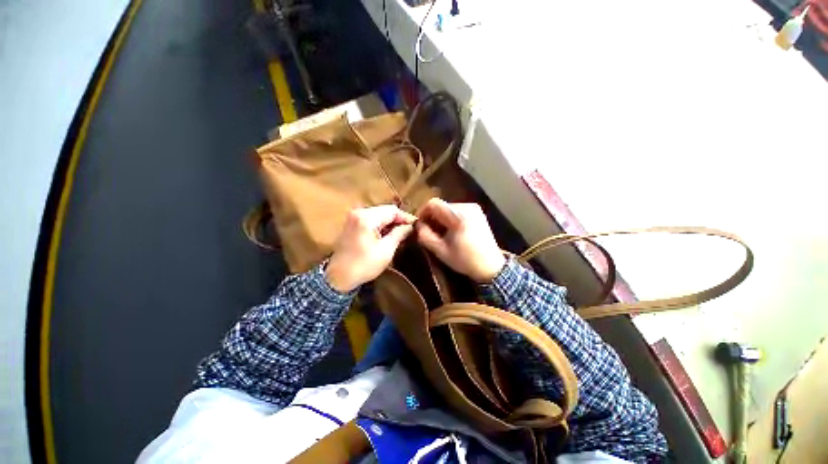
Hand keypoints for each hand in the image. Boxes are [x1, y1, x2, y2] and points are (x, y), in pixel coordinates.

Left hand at [326, 205, 416, 291]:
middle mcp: (359, 212)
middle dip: (398, 220)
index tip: (416, 226)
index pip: (392, 210)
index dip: (406, 217)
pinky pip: (371, 220)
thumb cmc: (364, 264)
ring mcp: (353, 217)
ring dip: (390, 223)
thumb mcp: (386, 250)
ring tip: (401, 233)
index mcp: (367, 217)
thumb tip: (410, 227)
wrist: (338, 277)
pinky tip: (389, 234)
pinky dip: (381, 225)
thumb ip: (399, 234)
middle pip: (385, 210)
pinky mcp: (352, 224)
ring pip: (379, 215)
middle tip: (410, 230)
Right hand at [416, 198, 505, 281]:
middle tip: (430, 232)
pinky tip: (452, 232)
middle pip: (441, 206)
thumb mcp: (440, 250)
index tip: (421, 226)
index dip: (423, 213)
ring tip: (442, 234)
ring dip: (441, 219)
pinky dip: (451, 219)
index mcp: (458, 216)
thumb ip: (425, 235)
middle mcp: (467, 207)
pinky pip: (458, 211)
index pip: (433, 204)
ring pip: (449, 208)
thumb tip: (418, 225)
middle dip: (433, 218)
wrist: (491, 266)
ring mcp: (474, 208)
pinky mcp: (478, 212)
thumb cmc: (465, 260)